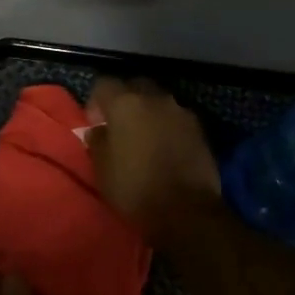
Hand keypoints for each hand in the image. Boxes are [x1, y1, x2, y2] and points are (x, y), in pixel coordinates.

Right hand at [85, 77, 221, 242]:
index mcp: (126, 104)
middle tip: (119, 126)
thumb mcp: (102, 168)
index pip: (104, 84)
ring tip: (144, 138)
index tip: (95, 124)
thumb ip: (97, 141)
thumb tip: (99, 130)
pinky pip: (176, 118)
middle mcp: (155, 99)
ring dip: (148, 113)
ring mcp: (181, 112)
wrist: (186, 210)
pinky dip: (167, 126)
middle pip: (135, 86)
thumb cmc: (135, 188)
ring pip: (158, 101)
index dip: (95, 102)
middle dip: (124, 100)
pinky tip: (165, 148)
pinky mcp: (200, 129)